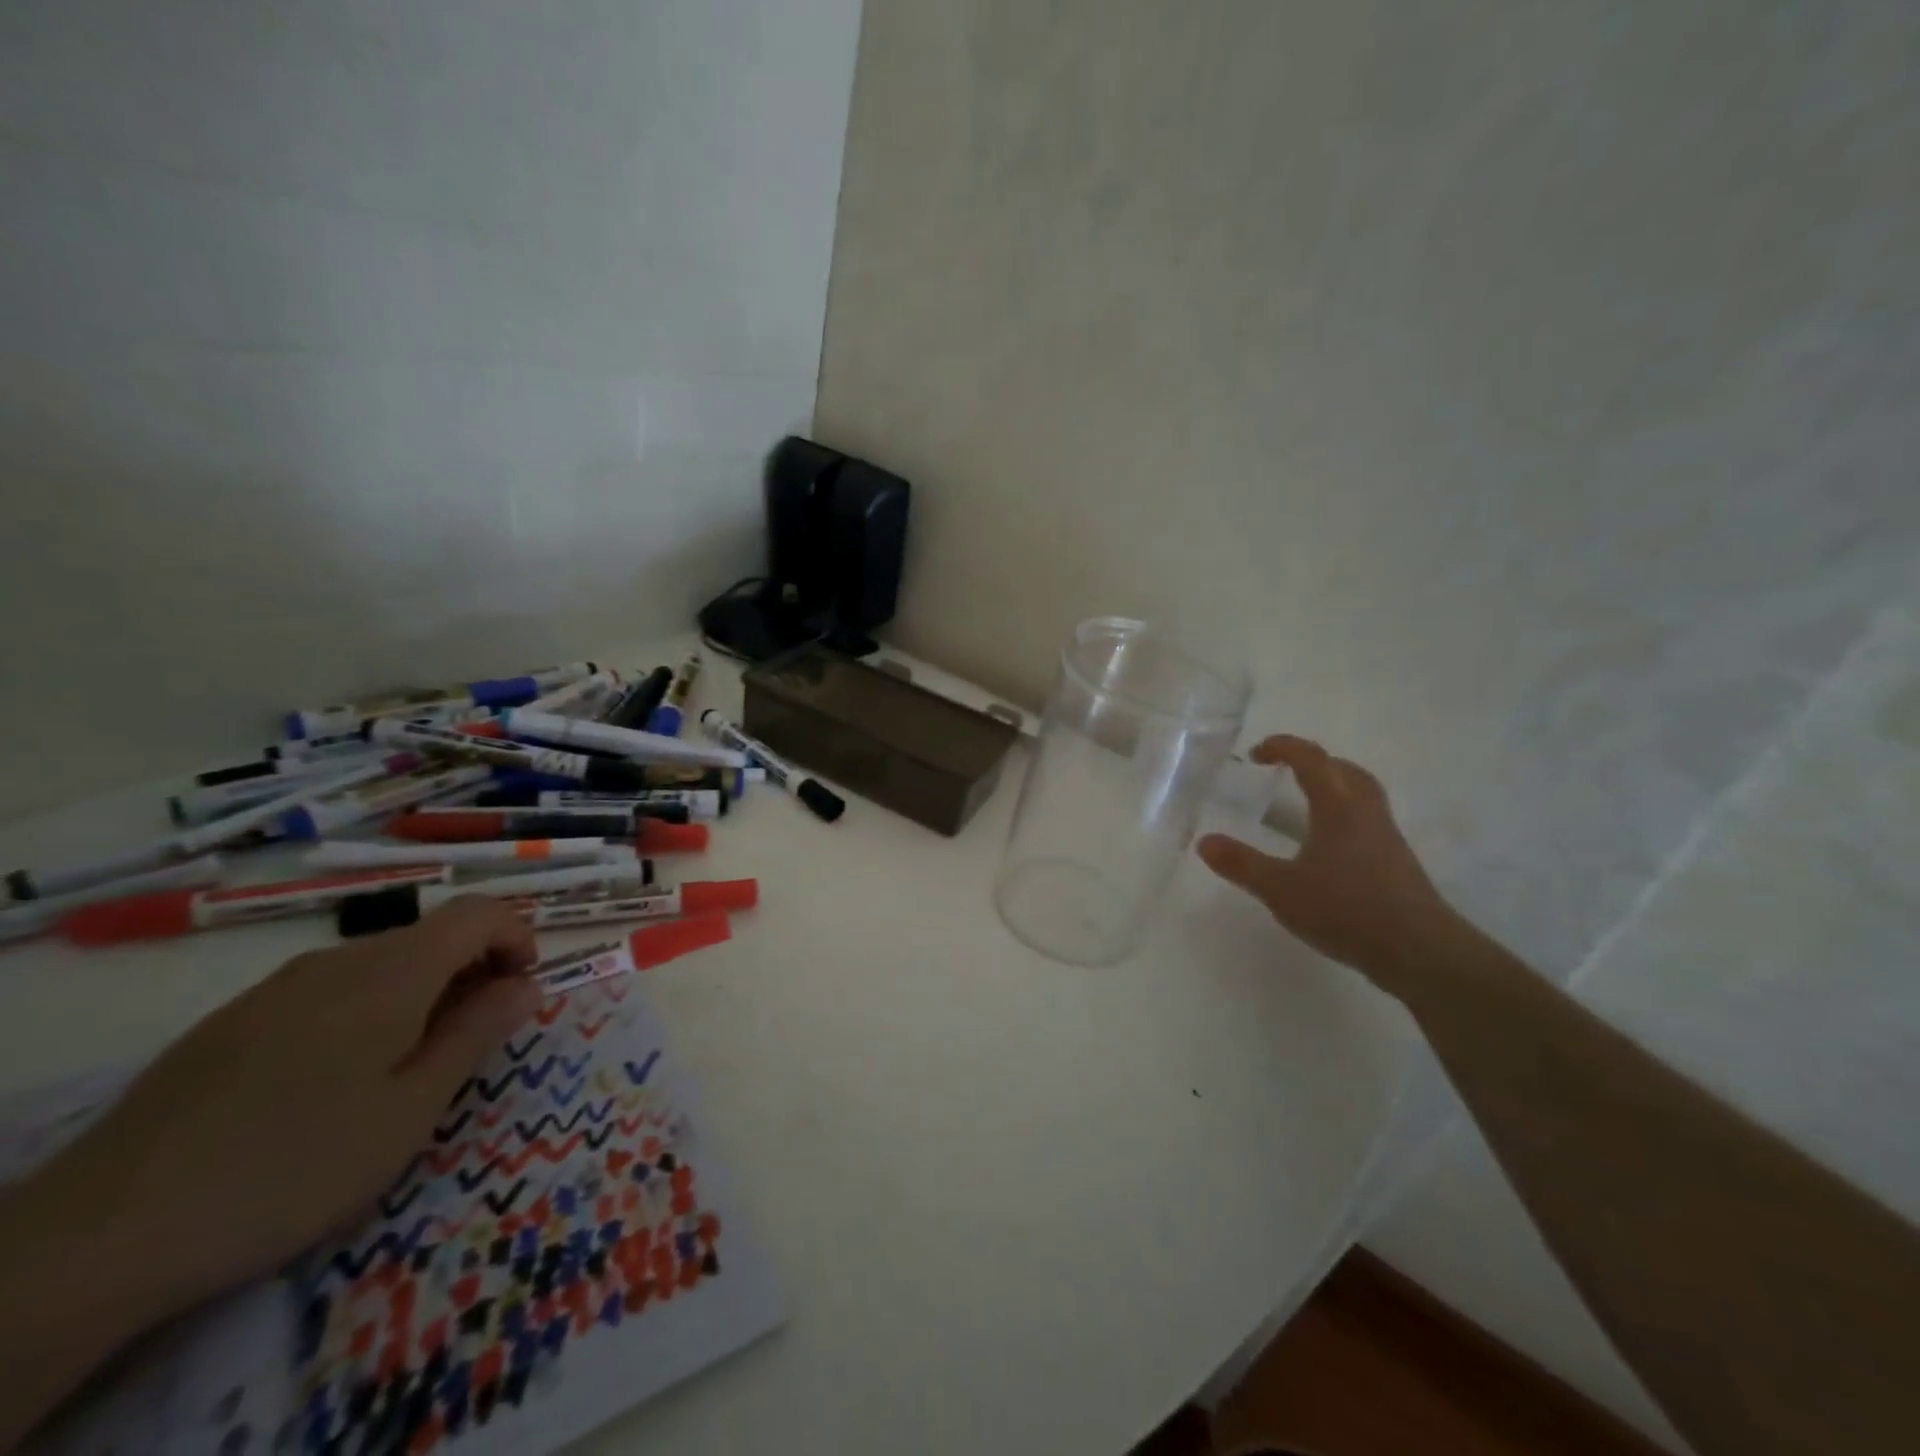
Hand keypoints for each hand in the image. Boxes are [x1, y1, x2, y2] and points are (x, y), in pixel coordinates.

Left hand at [25, 899, 539, 1317]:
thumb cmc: (293, 1167)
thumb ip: (478, 1033)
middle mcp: (338, 961)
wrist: (100, 1237)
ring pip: (382, 962)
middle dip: (474, 970)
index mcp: (391, 973)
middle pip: (432, 935)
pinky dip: (369, 1008)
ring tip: (410, 1065)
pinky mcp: (235, 1020)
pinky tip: (337, 1079)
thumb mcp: (412, 1109)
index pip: (479, 913)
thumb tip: (527, 985)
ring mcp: (279, 988)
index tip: (523, 991)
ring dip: (423, 991)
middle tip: (474, 1040)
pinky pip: (331, 988)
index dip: (518, 937)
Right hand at [1197, 735, 1465, 994]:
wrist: (1420, 951)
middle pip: (1344, 770)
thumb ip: (1241, 864)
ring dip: (1333, 788)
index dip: (1283, 747)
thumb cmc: (1346, 909)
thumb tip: (1205, 841)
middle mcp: (1366, 812)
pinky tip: (1326, 849)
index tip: (1257, 753)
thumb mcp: (1281, 889)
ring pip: (1361, 795)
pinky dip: (1343, 818)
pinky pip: (1367, 822)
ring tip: (1304, 805)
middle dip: (1313, 763)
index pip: (1311, 759)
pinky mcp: (1396, 863)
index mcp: (1338, 806)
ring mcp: (1386, 838)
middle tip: (1284, 772)